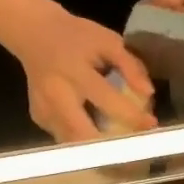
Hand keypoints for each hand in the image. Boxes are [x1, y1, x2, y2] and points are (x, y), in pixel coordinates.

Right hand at [0, 0, 155, 142]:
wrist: (34, 33)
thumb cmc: (76, 36)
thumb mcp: (107, 41)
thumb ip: (130, 65)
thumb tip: (148, 93)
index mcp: (75, 72)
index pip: (107, 101)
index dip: (131, 116)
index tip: (150, 125)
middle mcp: (55, 95)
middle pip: (82, 134)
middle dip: (110, 148)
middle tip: (133, 150)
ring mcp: (43, 110)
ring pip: (72, 143)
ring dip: (97, 149)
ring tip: (119, 147)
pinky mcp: (38, 118)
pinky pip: (65, 137)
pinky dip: (83, 140)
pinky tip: (96, 133)